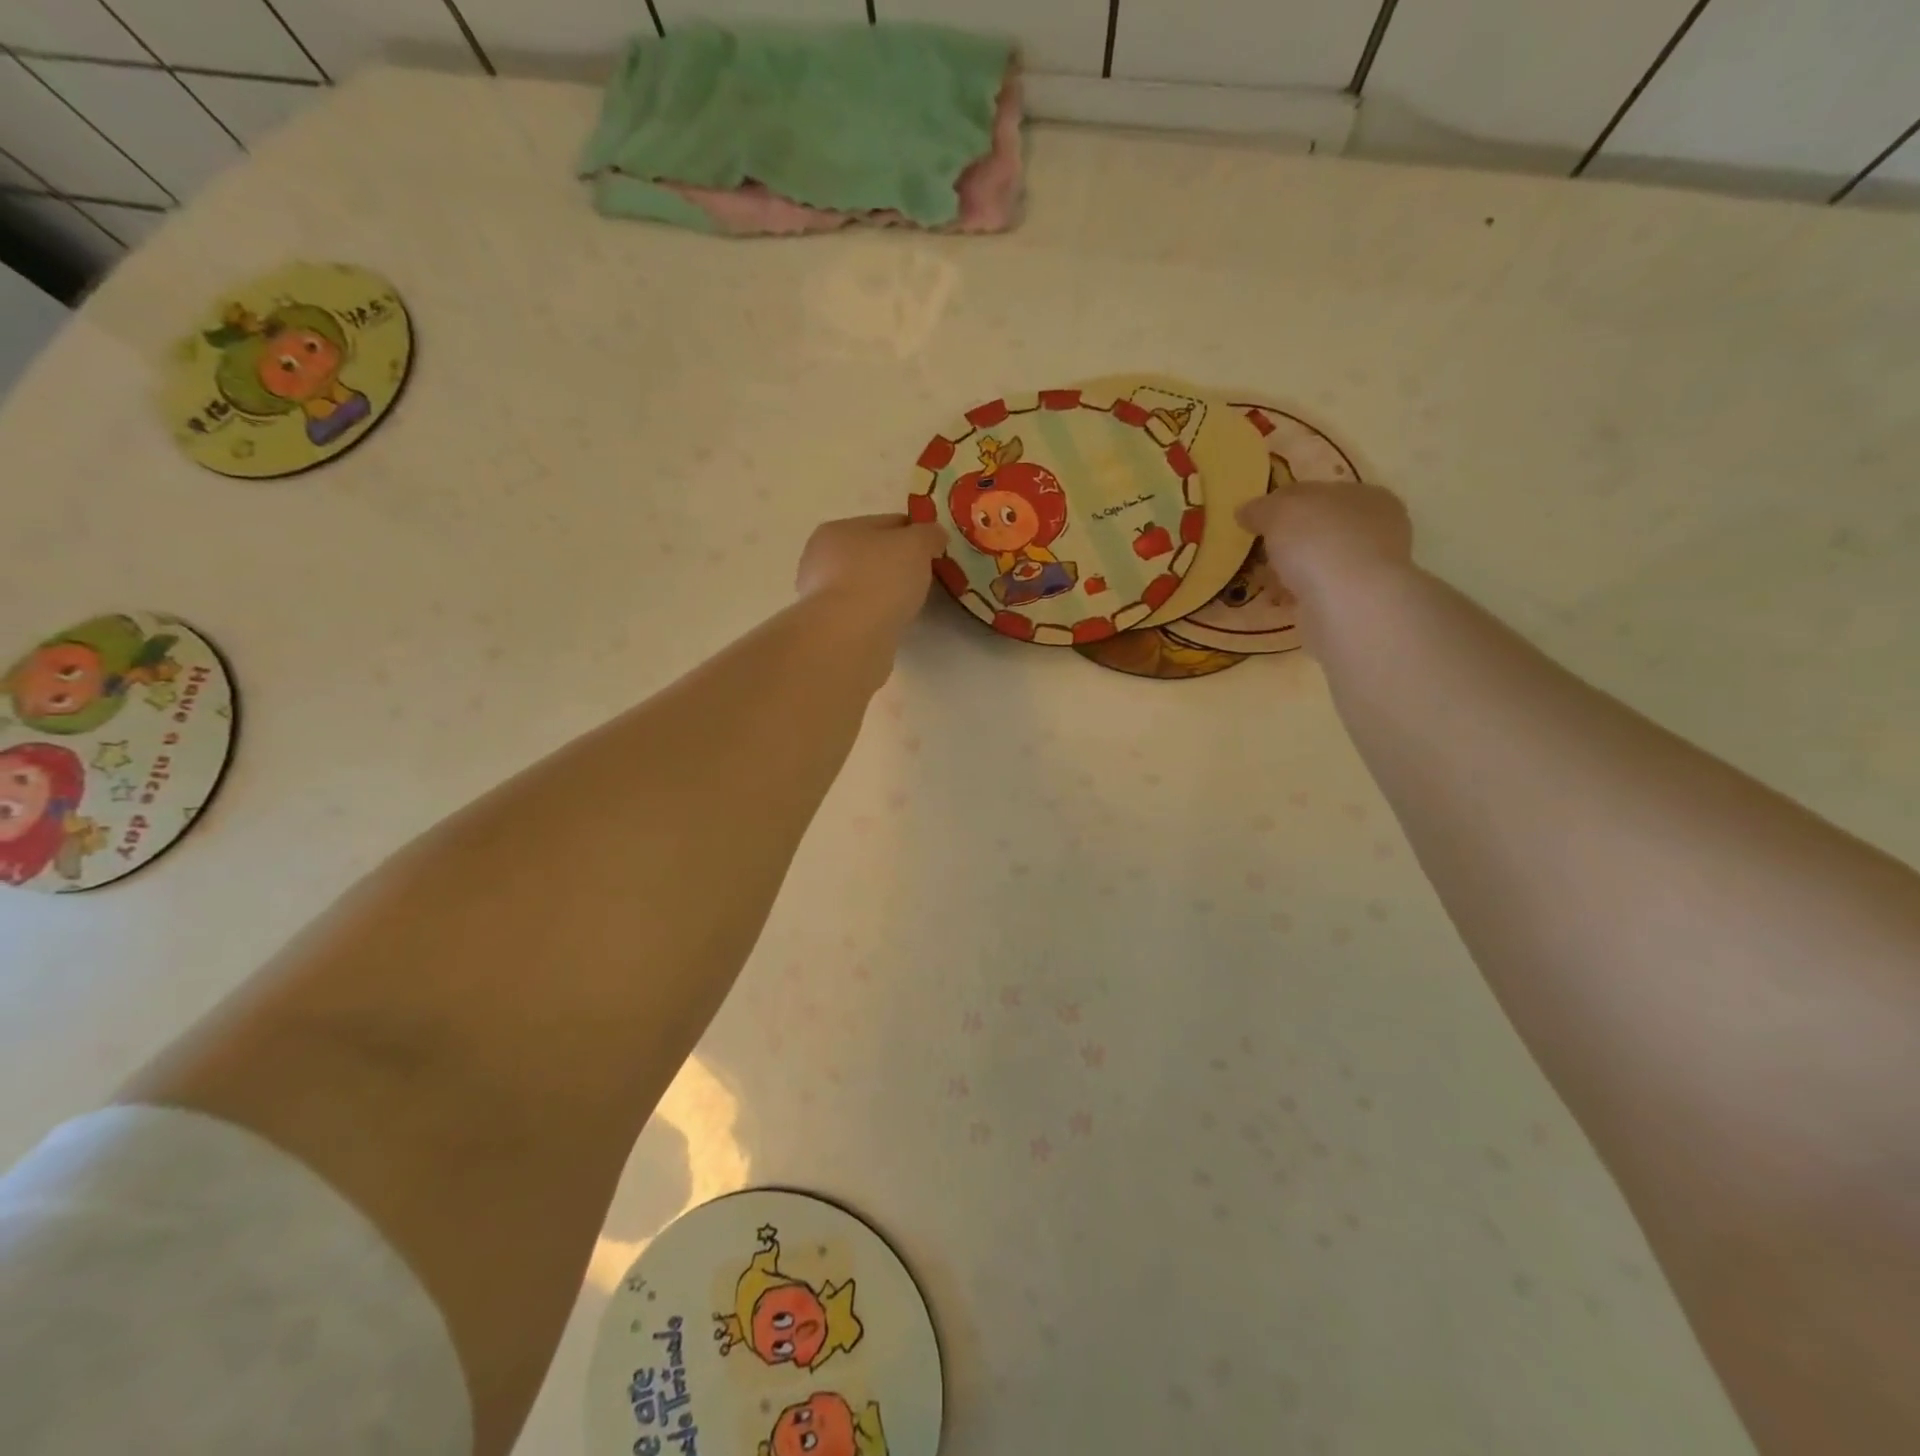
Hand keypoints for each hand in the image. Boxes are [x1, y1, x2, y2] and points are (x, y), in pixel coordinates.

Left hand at [795, 514, 945, 638]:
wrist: (850, 637)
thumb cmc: (880, 579)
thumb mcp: (916, 545)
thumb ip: (928, 534)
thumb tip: (934, 536)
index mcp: (837, 530)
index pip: (885, 523)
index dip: (914, 533)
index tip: (935, 549)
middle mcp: (820, 560)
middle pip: (871, 554)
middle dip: (897, 563)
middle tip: (925, 578)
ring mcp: (820, 597)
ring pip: (865, 585)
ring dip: (886, 591)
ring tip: (911, 603)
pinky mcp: (829, 628)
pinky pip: (861, 613)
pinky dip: (877, 614)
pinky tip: (892, 622)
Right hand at [1236, 480, 1413, 610]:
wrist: (1351, 607)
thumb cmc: (1321, 543)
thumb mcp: (1280, 512)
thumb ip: (1262, 508)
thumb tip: (1246, 512)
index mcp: (1366, 496)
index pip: (1319, 493)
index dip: (1284, 504)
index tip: (1256, 521)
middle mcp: (1376, 529)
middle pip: (1319, 529)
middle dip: (1288, 541)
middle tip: (1259, 553)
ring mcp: (1370, 570)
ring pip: (1319, 563)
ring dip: (1292, 571)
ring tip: (1265, 582)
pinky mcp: (1358, 604)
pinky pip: (1319, 593)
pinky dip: (1298, 596)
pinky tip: (1281, 601)